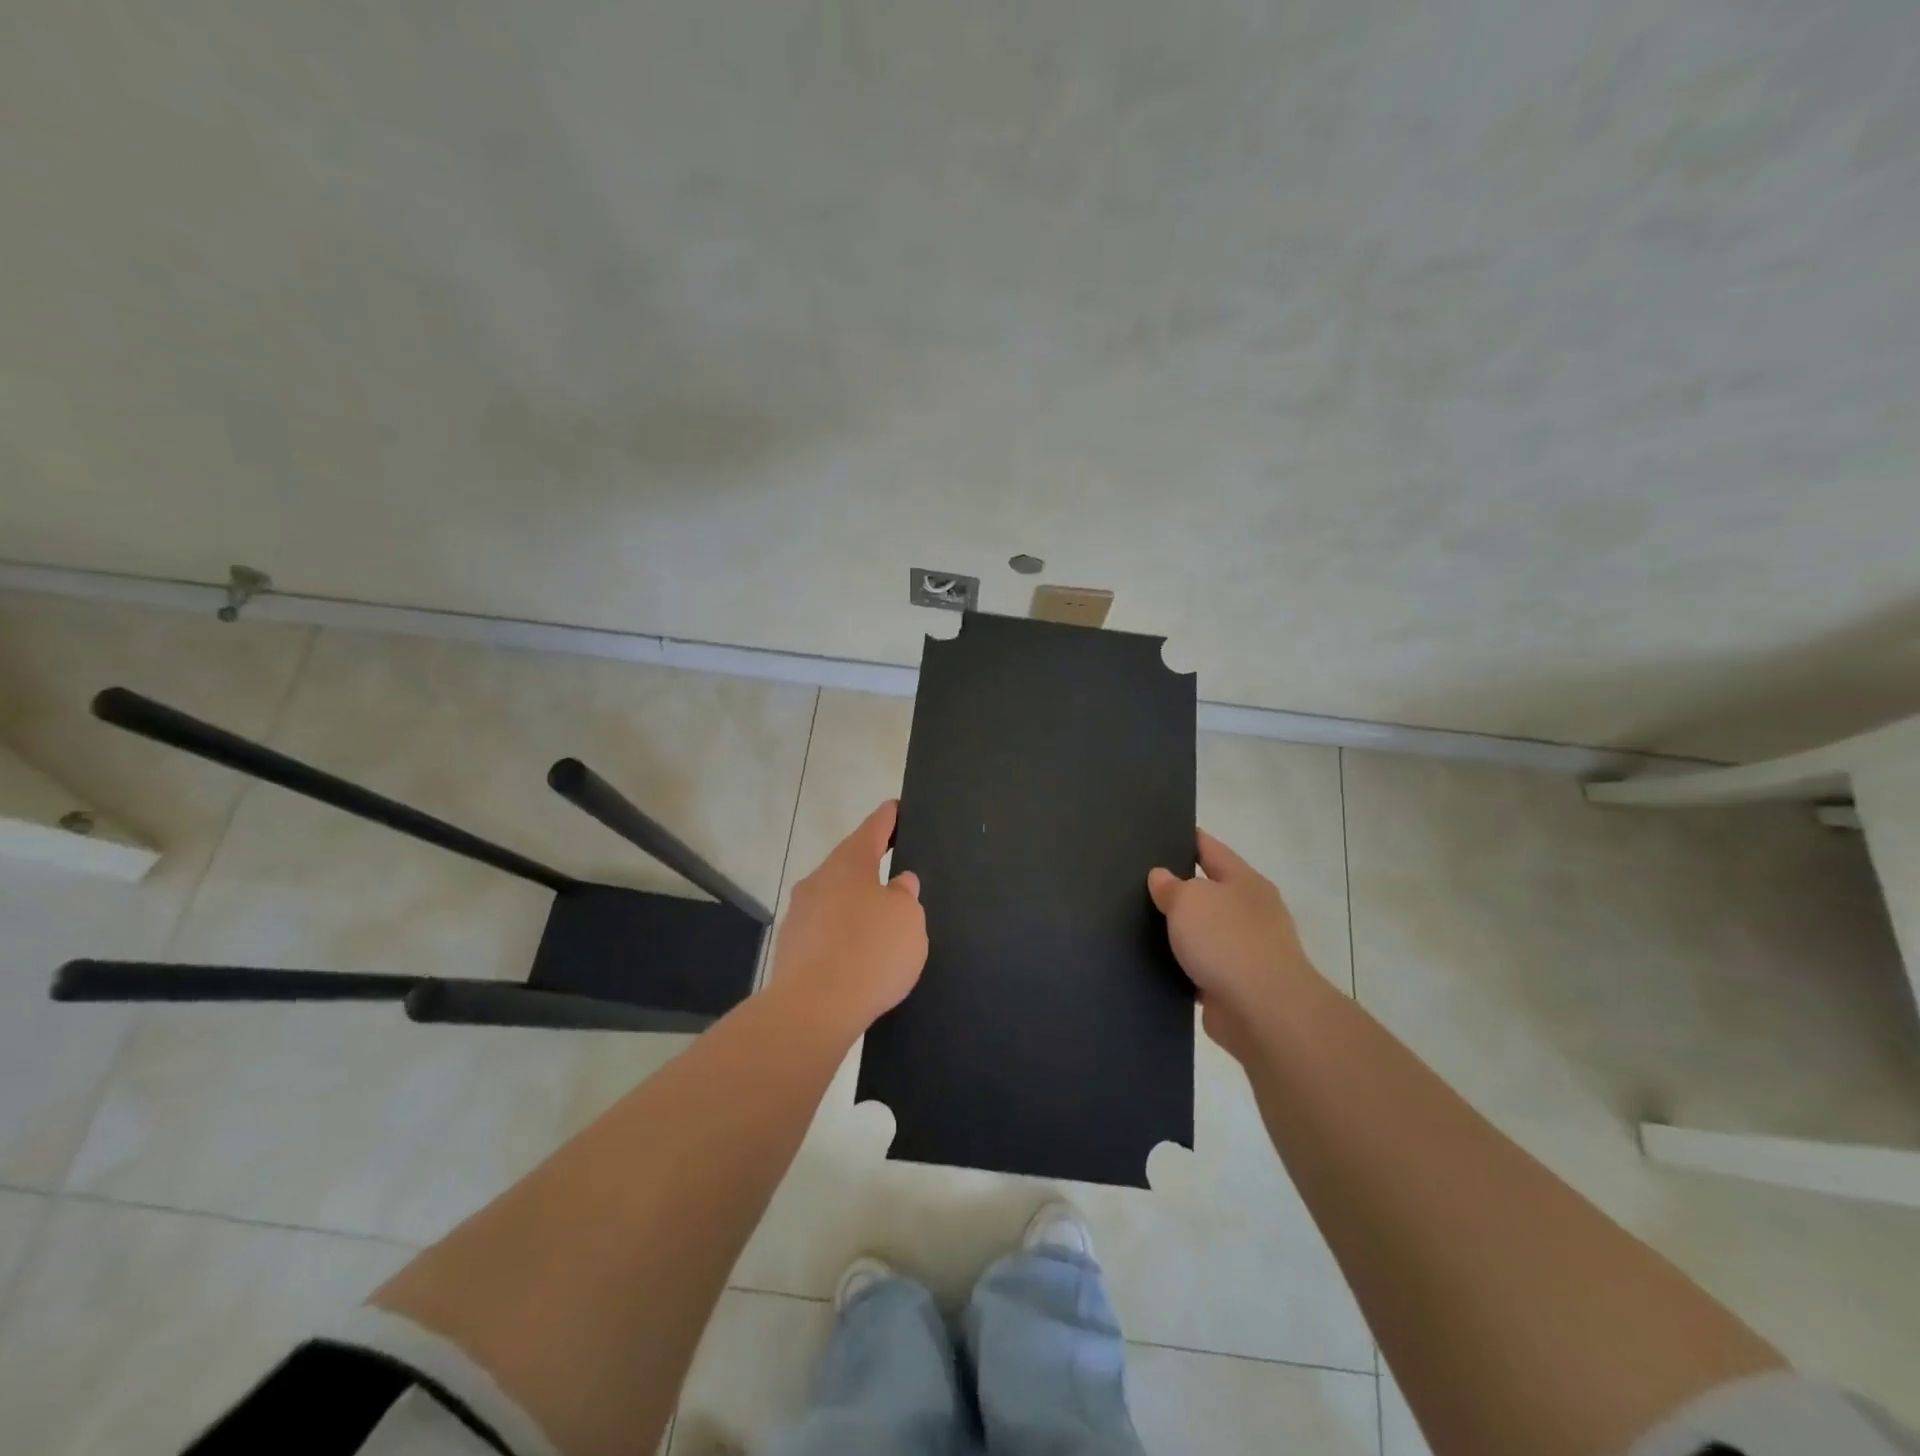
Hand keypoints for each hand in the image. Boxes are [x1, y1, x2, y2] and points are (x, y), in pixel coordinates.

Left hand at [769, 800, 927, 1034]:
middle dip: (870, 866)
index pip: (873, 828)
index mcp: (849, 863)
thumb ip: (905, 897)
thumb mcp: (908, 920)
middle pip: (849, 864)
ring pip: (834, 898)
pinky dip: (843, 934)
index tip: (896, 808)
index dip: (888, 818)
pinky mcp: (791, 947)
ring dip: (856, 904)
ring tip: (880, 922)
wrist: (813, 1009)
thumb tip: (898, 885)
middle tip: (895, 870)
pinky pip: (825, 930)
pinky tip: (858, 955)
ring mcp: (800, 914)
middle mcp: (818, 880)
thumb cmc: (870, 952)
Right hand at [1148, 830, 1319, 1056]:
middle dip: (1179, 888)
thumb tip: (1161, 877)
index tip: (1158, 834)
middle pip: (1208, 891)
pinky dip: (1181, 966)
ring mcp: (1246, 951)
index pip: (1211, 849)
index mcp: (1245, 881)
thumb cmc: (1228, 941)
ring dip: (1179, 932)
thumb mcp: (1189, 900)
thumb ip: (1171, 886)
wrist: (1264, 1012)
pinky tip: (1152, 963)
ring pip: (1203, 932)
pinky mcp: (1235, 986)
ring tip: (1138, 924)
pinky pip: (1200, 967)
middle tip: (1137, 881)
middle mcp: (1250, 912)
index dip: (1187, 838)